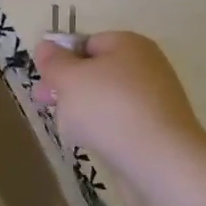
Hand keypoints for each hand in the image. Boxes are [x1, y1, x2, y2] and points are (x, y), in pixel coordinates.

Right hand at [33, 31, 205, 170]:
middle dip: (68, 88)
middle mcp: (146, 66)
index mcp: (129, 44)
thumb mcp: (69, 79)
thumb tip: (46, 46)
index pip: (86, 43)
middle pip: (96, 71)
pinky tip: (93, 145)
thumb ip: (54, 61)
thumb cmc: (110, 109)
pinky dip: (104, 131)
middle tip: (45, 104)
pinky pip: (121, 124)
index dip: (61, 60)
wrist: (161, 163)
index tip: (44, 81)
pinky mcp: (158, 131)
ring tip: (70, 130)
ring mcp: (155, 100)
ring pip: (106, 100)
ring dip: (83, 111)